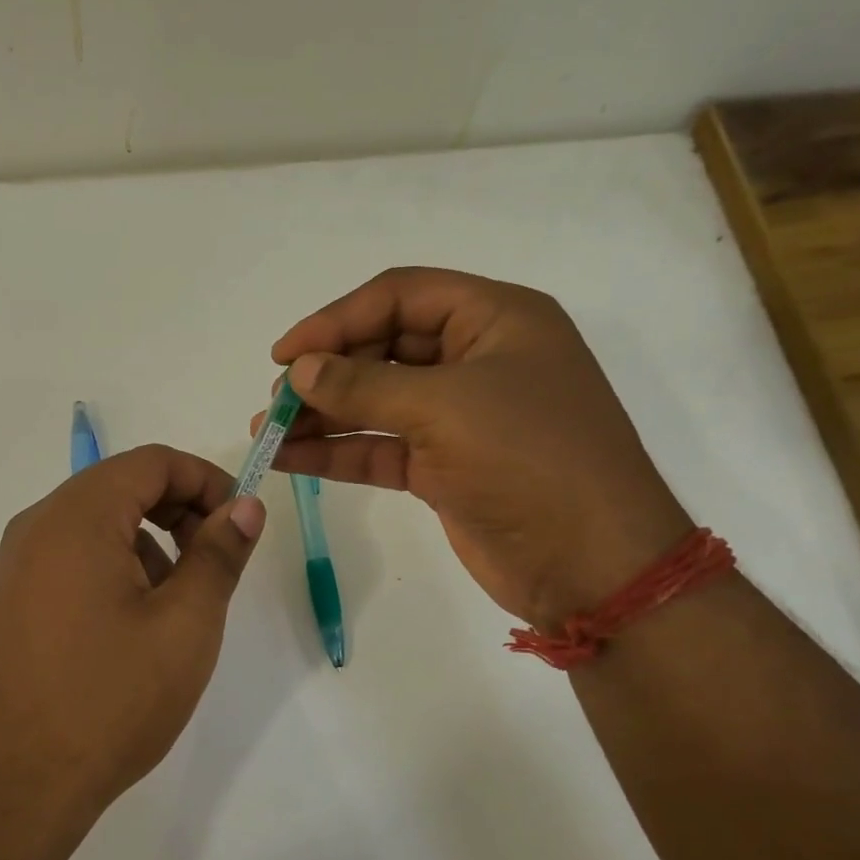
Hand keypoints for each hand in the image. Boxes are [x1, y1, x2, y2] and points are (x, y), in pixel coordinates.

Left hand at [0, 445, 265, 819]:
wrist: (20, 782)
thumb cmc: (112, 699)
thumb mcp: (186, 623)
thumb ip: (219, 553)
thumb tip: (245, 506)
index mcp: (77, 517)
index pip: (152, 462)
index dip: (207, 480)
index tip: (241, 522)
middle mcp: (38, 526)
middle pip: (122, 486)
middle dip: (180, 511)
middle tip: (216, 563)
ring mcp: (18, 564)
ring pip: (99, 523)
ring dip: (150, 543)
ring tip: (176, 605)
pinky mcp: (15, 599)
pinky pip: (74, 557)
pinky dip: (116, 567)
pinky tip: (134, 625)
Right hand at [266, 267, 689, 626]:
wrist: (591, 563)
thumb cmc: (530, 460)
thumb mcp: (445, 408)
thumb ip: (364, 385)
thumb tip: (299, 371)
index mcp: (494, 320)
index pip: (400, 296)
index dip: (336, 319)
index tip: (283, 354)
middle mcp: (476, 360)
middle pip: (382, 348)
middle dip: (325, 372)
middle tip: (276, 402)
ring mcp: (458, 418)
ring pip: (376, 402)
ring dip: (322, 415)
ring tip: (268, 432)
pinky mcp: (443, 468)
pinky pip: (379, 448)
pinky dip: (337, 451)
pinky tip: (290, 459)